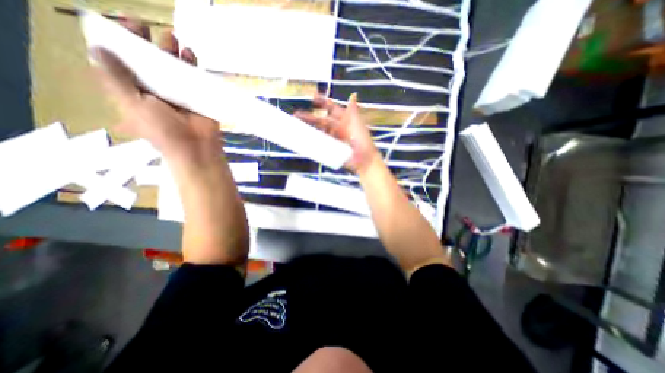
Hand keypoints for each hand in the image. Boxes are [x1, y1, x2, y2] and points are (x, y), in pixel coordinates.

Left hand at [91, 18, 219, 164]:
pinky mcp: (197, 97)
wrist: (196, 147)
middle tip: (146, 26)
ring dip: (172, 52)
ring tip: (172, 37)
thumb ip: (116, 81)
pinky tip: (190, 54)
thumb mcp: (133, 106)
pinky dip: (192, 65)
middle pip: (149, 63)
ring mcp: (179, 94)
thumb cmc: (163, 131)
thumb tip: (97, 49)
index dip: (120, 44)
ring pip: (173, 68)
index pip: (124, 64)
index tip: (122, 24)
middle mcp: (156, 91)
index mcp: (136, 93)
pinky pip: (194, 78)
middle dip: (147, 44)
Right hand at [295, 93, 381, 173]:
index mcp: (345, 120)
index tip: (312, 97)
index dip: (323, 102)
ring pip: (320, 132)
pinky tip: (304, 140)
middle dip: (310, 117)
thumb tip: (353, 94)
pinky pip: (321, 144)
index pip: (332, 108)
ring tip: (297, 128)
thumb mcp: (357, 124)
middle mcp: (338, 128)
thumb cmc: (362, 141)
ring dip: (309, 129)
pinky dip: (313, 142)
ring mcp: (334, 139)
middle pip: (321, 120)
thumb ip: (353, 111)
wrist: (364, 160)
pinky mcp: (332, 149)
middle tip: (296, 115)